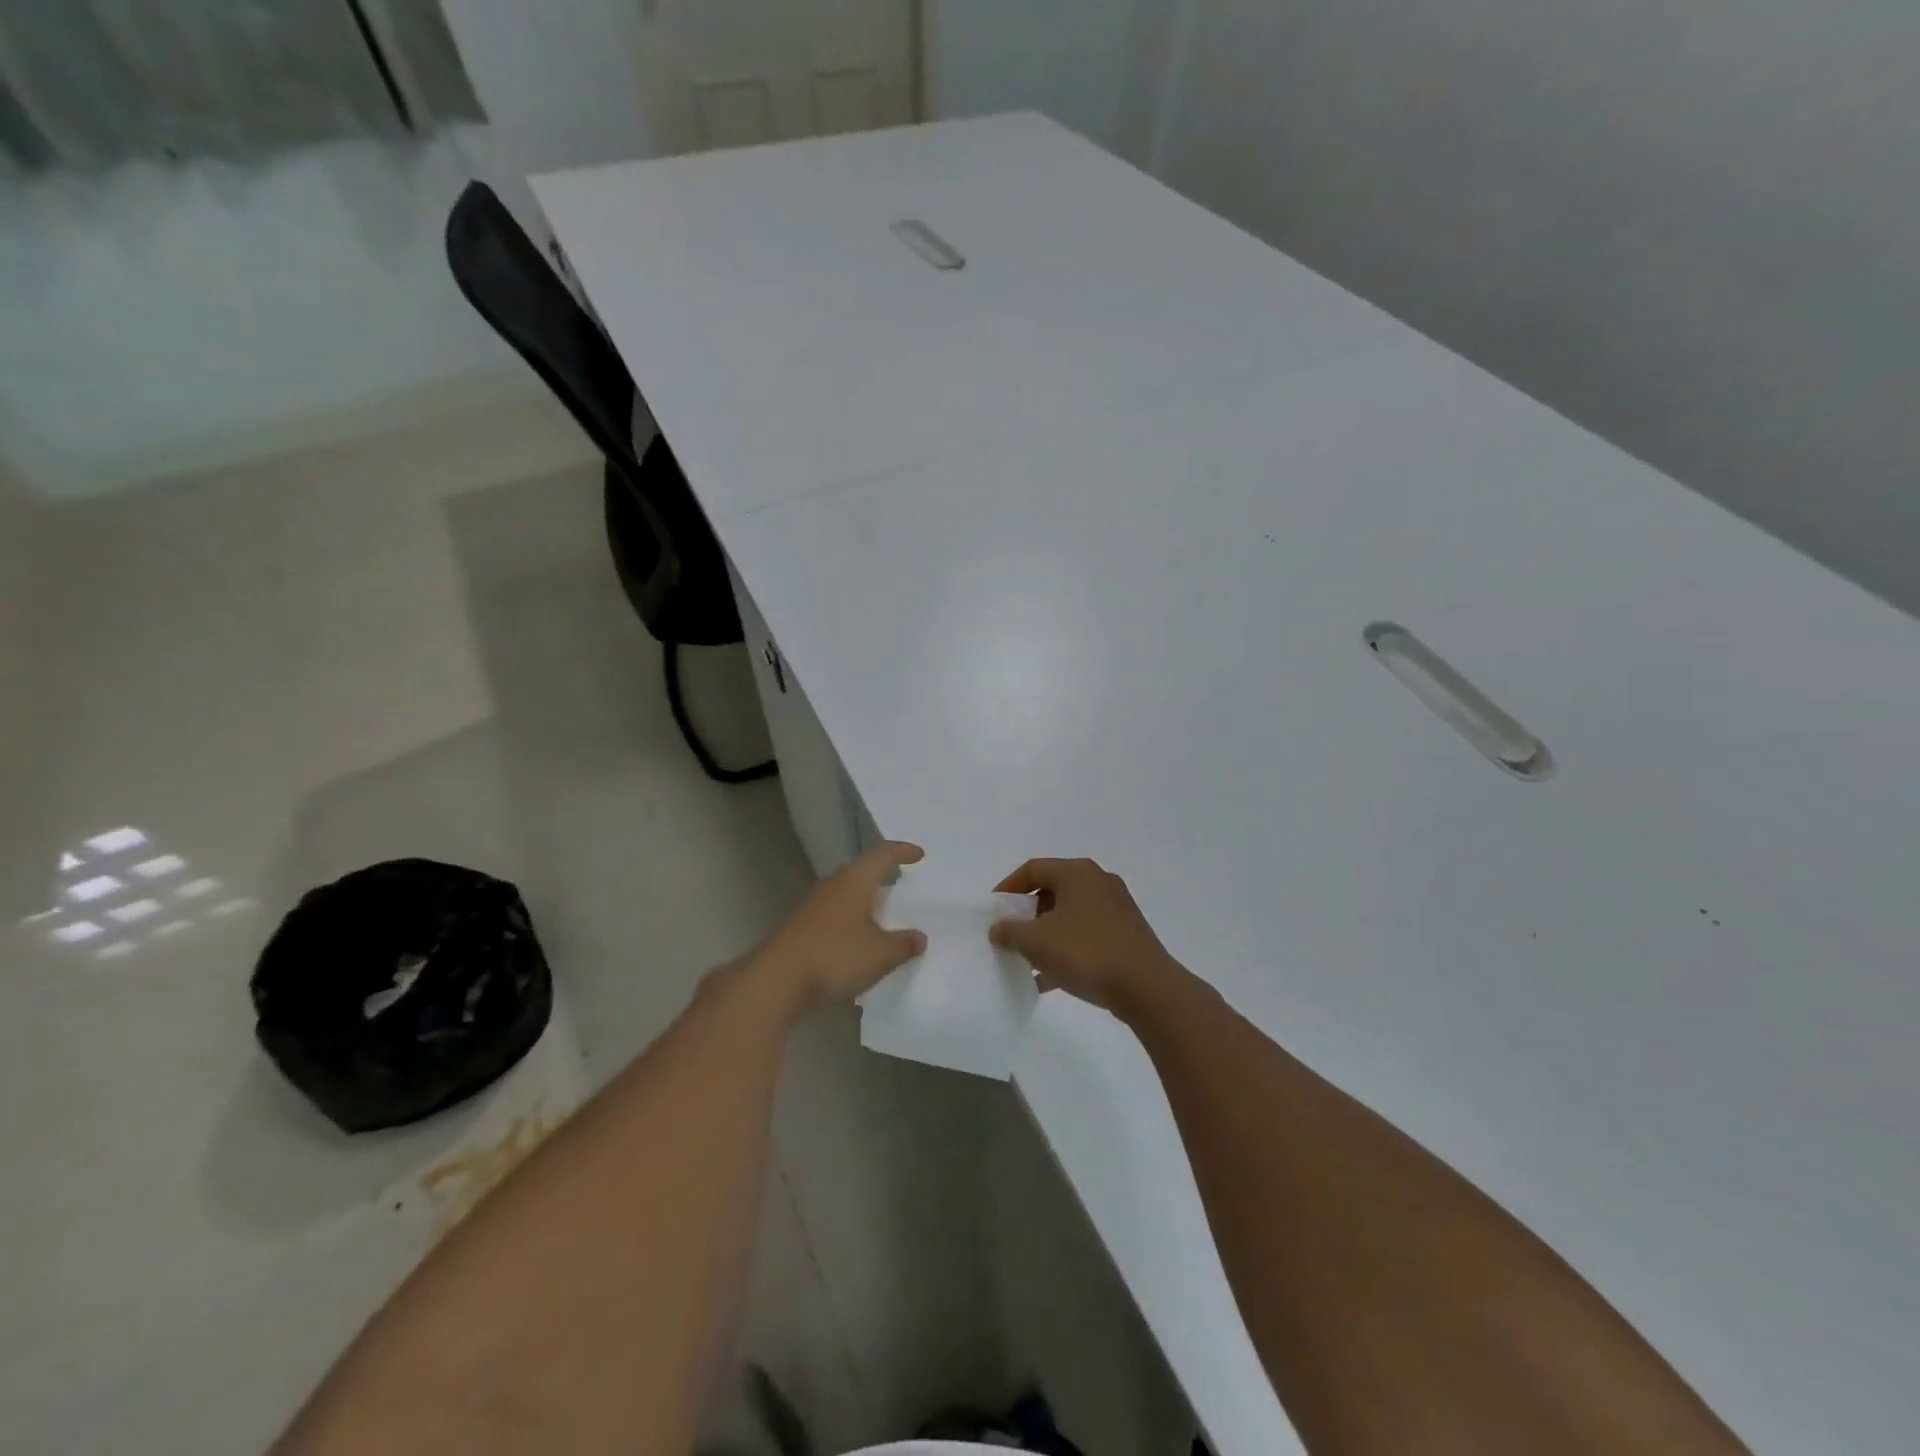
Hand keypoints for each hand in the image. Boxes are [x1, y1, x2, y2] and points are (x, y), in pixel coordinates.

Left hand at [751, 841, 927, 1012]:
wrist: (776, 980)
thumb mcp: (881, 954)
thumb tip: (919, 937)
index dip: (902, 852)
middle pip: (861, 872)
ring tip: (882, 916)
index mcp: (855, 880)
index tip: (918, 855)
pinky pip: (833, 915)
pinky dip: (850, 921)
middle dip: (881, 876)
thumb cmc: (835, 956)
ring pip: (845, 894)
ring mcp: (812, 906)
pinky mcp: (800, 927)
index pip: (883, 854)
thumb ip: (904, 944)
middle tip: (900, 884)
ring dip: (864, 901)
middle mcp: (833, 885)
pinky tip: (856, 942)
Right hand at [988, 858, 1184, 1015]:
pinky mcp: (1127, 936)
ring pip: (1070, 916)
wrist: (1147, 988)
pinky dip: (1066, 950)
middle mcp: (1099, 882)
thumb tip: (998, 928)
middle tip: (1009, 935)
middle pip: (1052, 891)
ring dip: (1046, 935)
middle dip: (1027, 914)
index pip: (1033, 869)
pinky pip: (1086, 936)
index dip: (1008, 887)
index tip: (993, 911)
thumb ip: (1010, 931)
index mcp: (1078, 873)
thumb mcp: (1036, 942)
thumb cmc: (1086, 952)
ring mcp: (1117, 909)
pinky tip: (1049, 980)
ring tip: (1026, 960)